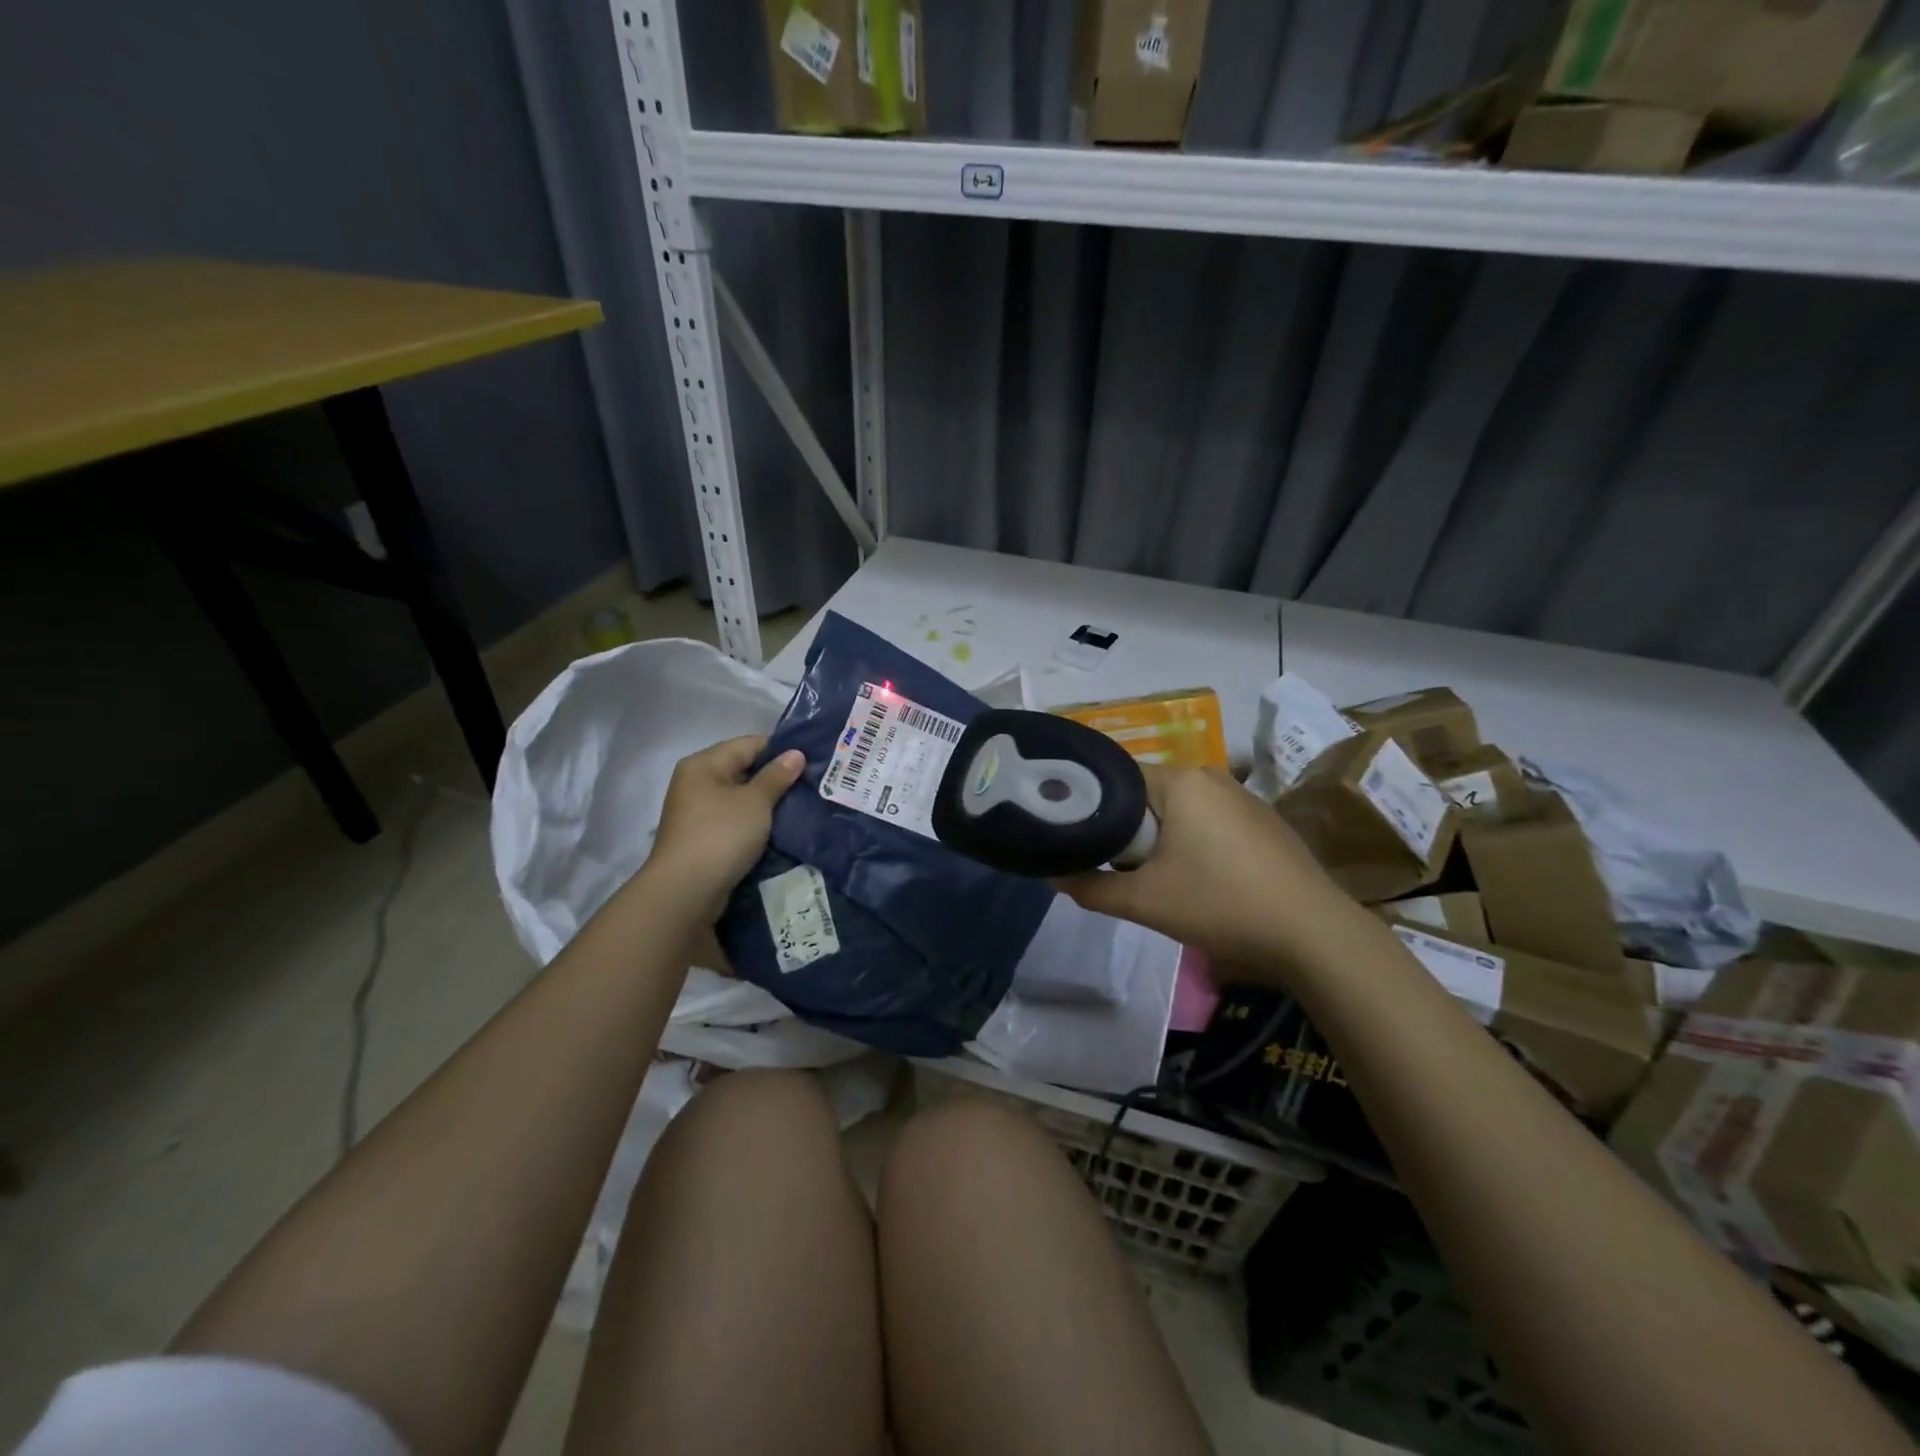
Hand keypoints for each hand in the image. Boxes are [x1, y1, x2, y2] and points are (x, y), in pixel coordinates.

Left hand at [646, 736, 805, 917]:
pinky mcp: (703, 837)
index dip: (781, 750)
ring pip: (741, 797)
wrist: (686, 891)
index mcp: (704, 764)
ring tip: (802, 805)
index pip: (749, 744)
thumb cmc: (721, 834)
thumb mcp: (755, 801)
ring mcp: (697, 812)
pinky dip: (756, 822)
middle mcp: (696, 782)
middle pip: (743, 769)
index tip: (812, 760)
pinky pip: (735, 820)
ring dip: (767, 802)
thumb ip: (777, 776)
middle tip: (812, 784)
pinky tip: (781, 828)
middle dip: (776, 777)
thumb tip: (796, 753)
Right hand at [1055, 763, 1354, 970]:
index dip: (1093, 808)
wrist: (1312, 934)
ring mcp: (1244, 797)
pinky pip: (1211, 821)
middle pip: (1148, 795)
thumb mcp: (1144, 902)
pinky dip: (1195, 843)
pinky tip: (1203, 880)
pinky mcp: (1264, 821)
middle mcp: (1212, 776)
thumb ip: (1091, 887)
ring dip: (1162, 839)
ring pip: (1181, 810)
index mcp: (1180, 781)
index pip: (1116, 779)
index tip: (1080, 840)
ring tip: (1158, 879)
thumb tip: (1054, 877)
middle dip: (1129, 830)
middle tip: (1118, 868)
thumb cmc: (1220, 904)